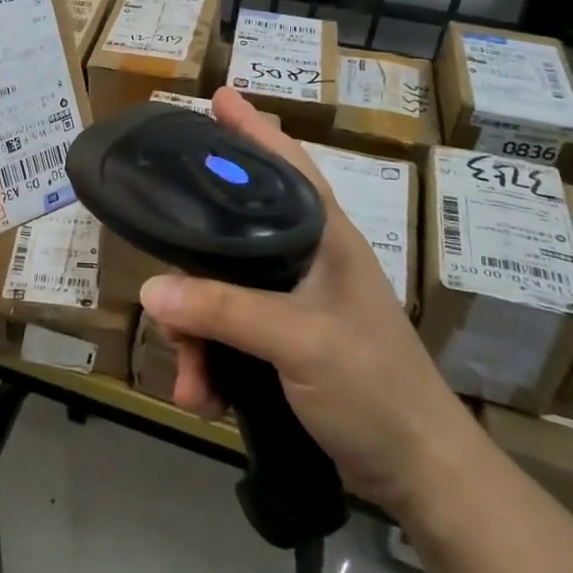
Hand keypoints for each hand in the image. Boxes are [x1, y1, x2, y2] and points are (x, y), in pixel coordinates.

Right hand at [139, 88, 479, 517]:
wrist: (421, 475)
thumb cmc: (374, 387)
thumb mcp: (298, 341)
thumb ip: (224, 310)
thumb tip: (151, 290)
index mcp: (323, 237)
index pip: (285, 164)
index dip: (251, 128)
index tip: (216, 97)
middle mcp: (306, 259)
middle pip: (229, 237)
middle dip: (191, 274)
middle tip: (164, 302)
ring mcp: (295, 303)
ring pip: (220, 293)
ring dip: (195, 335)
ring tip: (189, 380)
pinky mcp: (285, 342)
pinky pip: (228, 335)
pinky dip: (210, 363)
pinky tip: (203, 397)